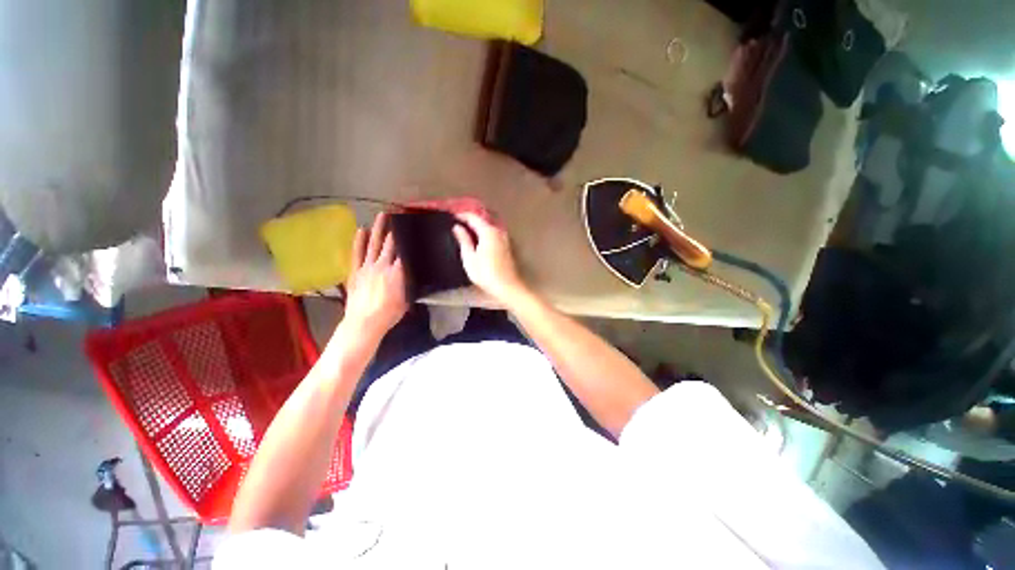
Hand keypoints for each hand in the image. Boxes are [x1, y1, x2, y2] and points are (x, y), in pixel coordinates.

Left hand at [343, 213, 407, 341]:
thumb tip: (411, 268)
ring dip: (379, 228)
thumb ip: (408, 281)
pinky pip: (357, 253)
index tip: (411, 227)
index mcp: (397, 272)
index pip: (404, 251)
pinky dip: (360, 241)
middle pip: (390, 243)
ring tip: (382, 215)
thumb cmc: (389, 313)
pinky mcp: (355, 271)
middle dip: (395, 228)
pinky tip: (362, 230)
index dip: (407, 239)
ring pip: (374, 244)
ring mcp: (367, 267)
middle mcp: (383, 265)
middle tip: (399, 214)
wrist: (364, 323)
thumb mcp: (407, 298)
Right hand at [452, 213, 528, 305]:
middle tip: (457, 222)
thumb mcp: (470, 258)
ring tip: (465, 230)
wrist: (507, 287)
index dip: (461, 215)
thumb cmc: (486, 274)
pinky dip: (484, 233)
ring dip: (477, 227)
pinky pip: (493, 234)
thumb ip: (464, 240)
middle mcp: (498, 231)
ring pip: (488, 227)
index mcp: (488, 232)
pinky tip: (477, 239)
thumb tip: (457, 227)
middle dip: (470, 220)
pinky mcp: (507, 246)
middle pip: (482, 220)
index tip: (451, 217)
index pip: (473, 217)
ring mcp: (504, 238)